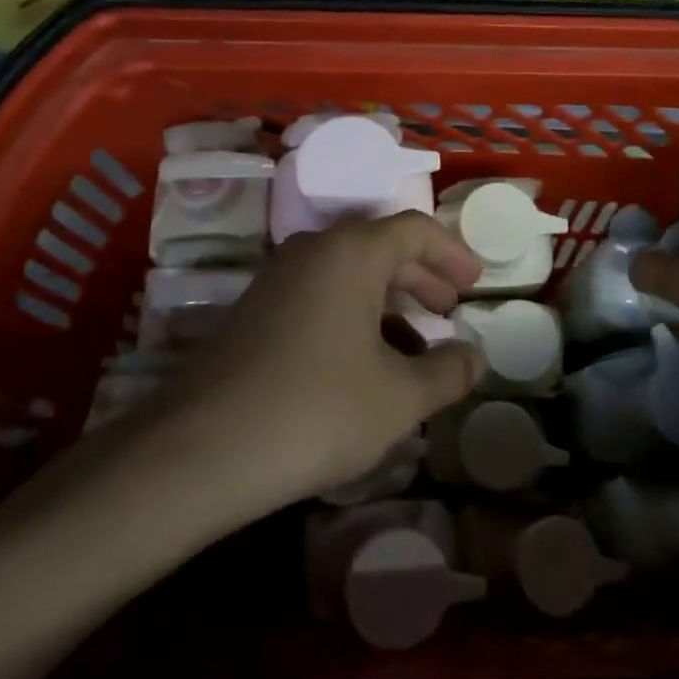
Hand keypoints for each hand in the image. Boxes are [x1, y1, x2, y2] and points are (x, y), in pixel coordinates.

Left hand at [151, 212, 484, 516]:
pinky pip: (319, 296)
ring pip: (348, 274)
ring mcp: (277, 279)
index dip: (453, 252)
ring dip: (388, 301)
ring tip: (416, 345)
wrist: (202, 450)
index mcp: (352, 252)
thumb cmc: (317, 410)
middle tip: (450, 308)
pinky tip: (365, 364)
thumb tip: (475, 358)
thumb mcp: (400, 397)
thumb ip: (448, 372)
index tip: (476, 283)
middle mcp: (312, 250)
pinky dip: (354, 316)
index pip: (414, 229)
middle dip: (422, 276)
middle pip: (380, 247)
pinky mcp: (255, 312)